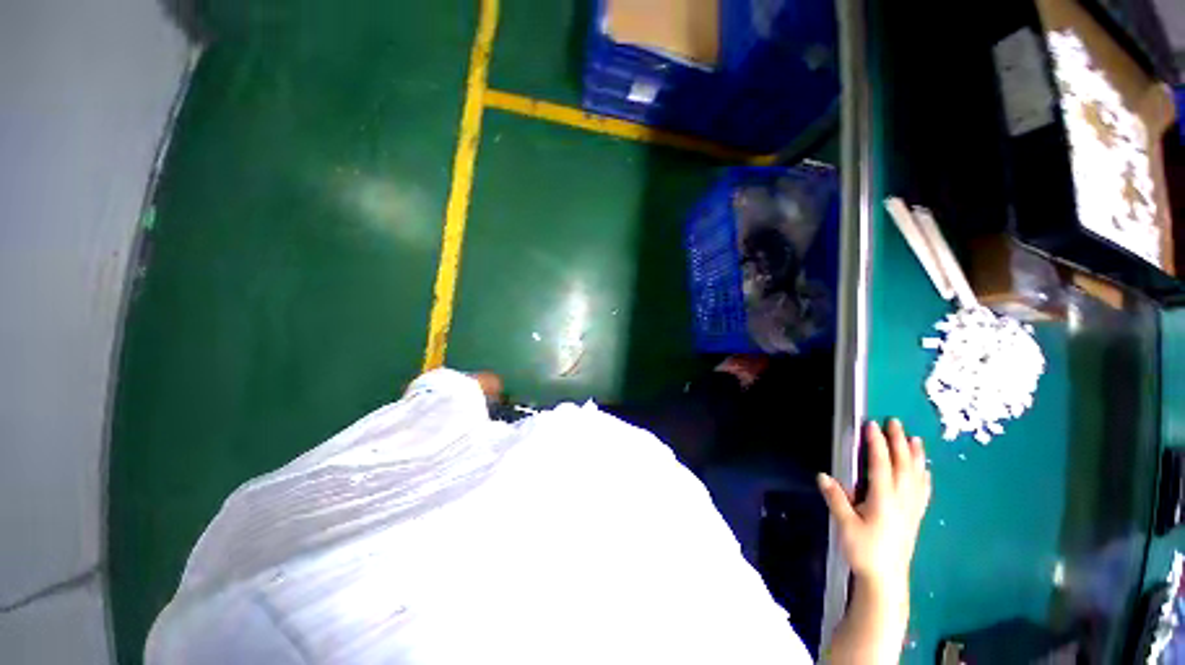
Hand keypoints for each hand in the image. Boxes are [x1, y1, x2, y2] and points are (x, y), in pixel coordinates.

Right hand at [817, 419, 931, 589]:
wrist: (886, 579)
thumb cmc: (864, 550)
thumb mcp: (845, 525)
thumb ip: (836, 499)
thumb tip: (823, 475)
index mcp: (884, 499)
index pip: (881, 465)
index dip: (877, 443)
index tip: (872, 425)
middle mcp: (901, 500)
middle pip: (903, 466)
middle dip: (898, 442)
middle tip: (895, 422)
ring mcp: (911, 508)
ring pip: (916, 477)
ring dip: (915, 456)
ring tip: (915, 439)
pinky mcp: (915, 517)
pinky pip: (923, 492)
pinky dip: (924, 477)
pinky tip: (925, 471)